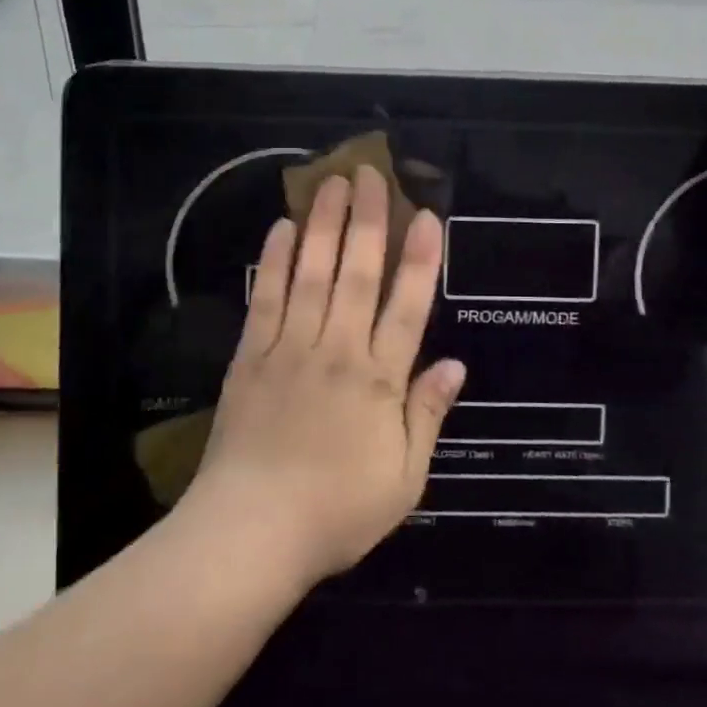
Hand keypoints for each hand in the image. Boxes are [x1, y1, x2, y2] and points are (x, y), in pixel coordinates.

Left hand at [186, 165, 465, 587]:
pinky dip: (273, 261)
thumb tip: (456, 364)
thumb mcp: (403, 479)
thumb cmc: (336, 512)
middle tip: (371, 173)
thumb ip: (427, 415)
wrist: (250, 534)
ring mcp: (290, 348)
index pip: (406, 307)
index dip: (419, 259)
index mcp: (379, 381)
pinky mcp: (251, 356)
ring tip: (331, 183)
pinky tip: (280, 229)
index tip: (425, 215)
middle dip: (368, 220)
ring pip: (312, 274)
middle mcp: (337, 351)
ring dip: (323, 225)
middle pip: (357, 274)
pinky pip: (266, 298)